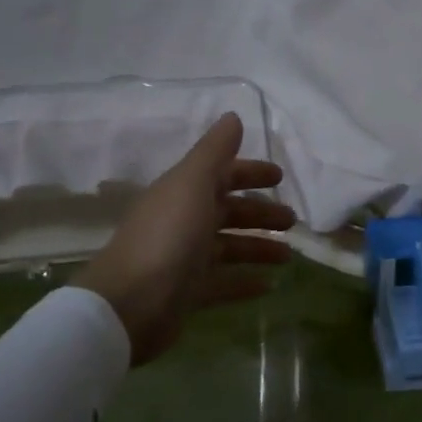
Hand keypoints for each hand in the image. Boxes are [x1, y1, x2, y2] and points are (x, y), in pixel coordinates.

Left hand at [72, 113, 294, 364]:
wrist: (129, 304)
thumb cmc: (167, 237)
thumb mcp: (192, 184)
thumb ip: (214, 151)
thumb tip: (233, 117)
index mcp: (183, 193)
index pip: (221, 176)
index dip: (250, 173)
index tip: (280, 177)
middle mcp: (183, 222)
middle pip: (228, 212)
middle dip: (260, 214)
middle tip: (292, 221)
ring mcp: (184, 260)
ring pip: (229, 248)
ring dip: (258, 248)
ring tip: (287, 257)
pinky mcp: (187, 294)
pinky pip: (222, 284)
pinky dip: (244, 282)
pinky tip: (269, 286)